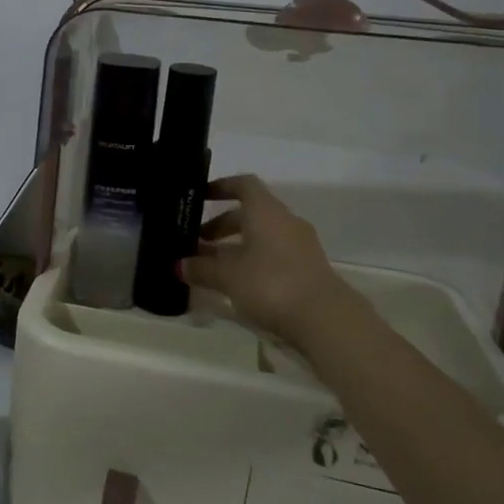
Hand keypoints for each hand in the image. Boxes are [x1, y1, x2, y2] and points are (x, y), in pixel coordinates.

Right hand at [182, 175, 350, 345]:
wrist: (325, 319)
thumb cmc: (271, 283)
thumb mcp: (228, 276)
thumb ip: (201, 268)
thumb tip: (179, 265)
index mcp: (266, 211)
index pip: (244, 185)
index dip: (221, 187)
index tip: (200, 196)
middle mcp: (285, 222)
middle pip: (250, 213)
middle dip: (221, 225)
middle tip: (196, 241)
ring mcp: (300, 246)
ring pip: (261, 236)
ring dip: (235, 245)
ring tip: (211, 265)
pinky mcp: (307, 269)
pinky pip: (273, 255)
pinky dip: (252, 261)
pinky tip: (235, 282)